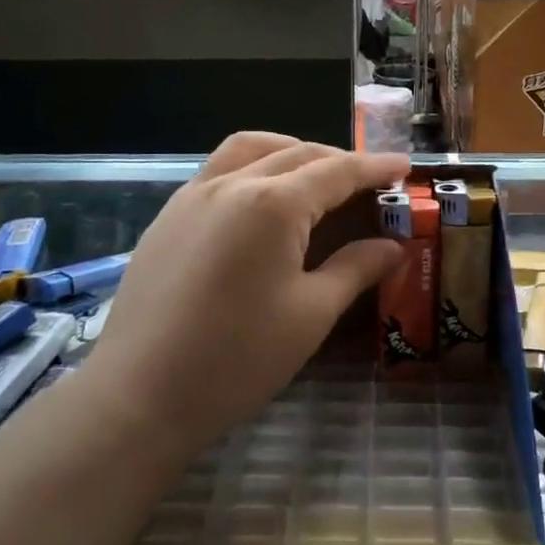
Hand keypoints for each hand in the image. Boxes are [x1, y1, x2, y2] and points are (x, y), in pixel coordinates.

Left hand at [87, 133, 408, 457]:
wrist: (139, 395)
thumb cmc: (237, 359)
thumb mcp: (310, 315)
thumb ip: (355, 269)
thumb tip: (393, 246)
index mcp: (273, 204)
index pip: (337, 171)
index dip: (375, 166)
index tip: (404, 165)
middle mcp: (232, 184)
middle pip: (297, 152)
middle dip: (338, 159)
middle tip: (368, 180)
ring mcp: (192, 195)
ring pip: (250, 148)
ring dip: (290, 150)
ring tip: (314, 176)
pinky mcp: (168, 216)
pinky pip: (218, 169)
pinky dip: (253, 166)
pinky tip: (261, 201)